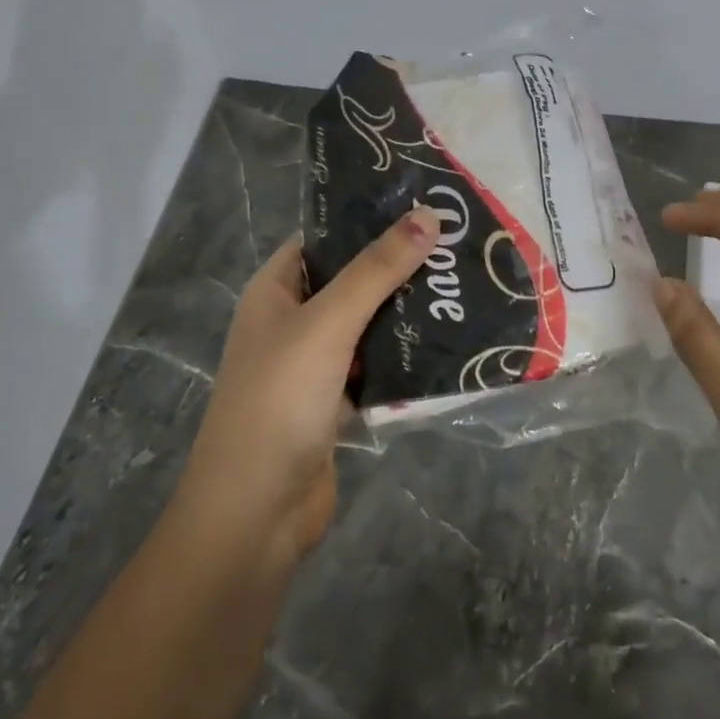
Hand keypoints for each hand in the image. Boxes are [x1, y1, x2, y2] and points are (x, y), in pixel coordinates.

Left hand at [182, 206, 439, 558]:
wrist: (255, 513)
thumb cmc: (280, 400)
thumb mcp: (328, 324)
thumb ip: (376, 270)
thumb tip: (427, 214)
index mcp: (275, 291)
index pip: (323, 239)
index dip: (366, 220)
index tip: (423, 206)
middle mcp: (292, 321)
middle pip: (350, 281)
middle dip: (398, 268)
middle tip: (457, 246)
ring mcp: (313, 365)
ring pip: (367, 326)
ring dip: (406, 314)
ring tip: (463, 287)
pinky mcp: (335, 403)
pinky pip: (375, 367)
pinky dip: (403, 358)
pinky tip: (448, 344)